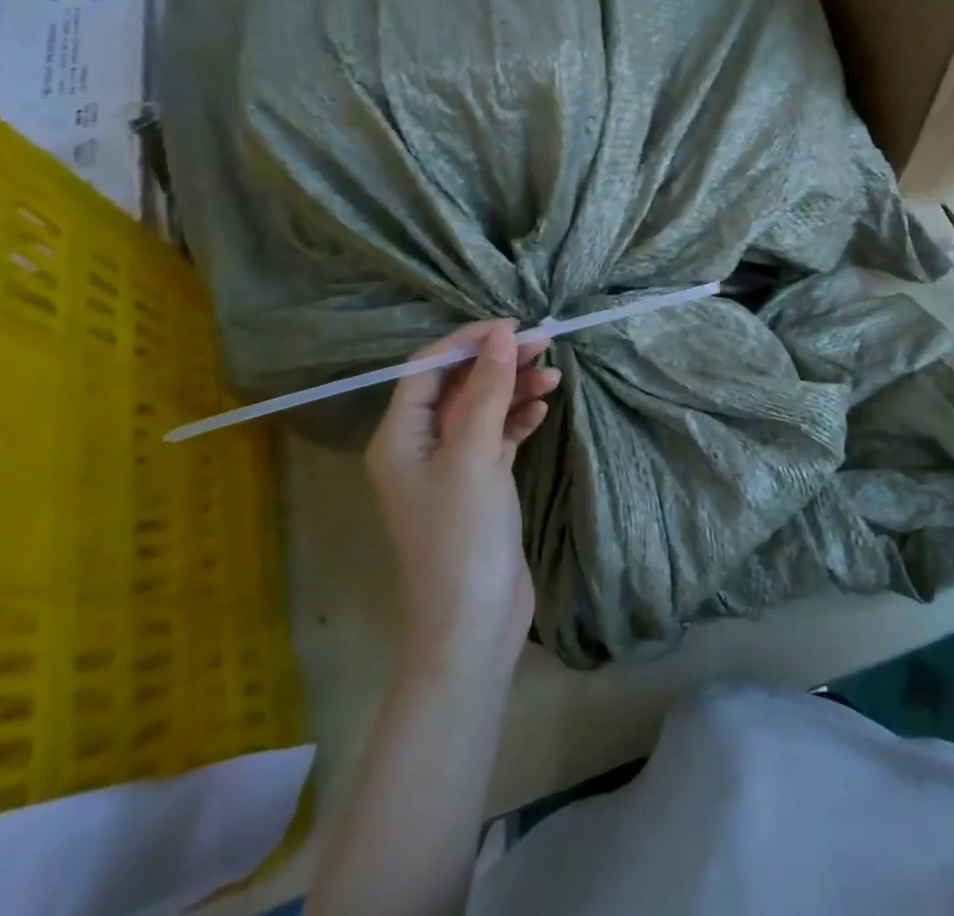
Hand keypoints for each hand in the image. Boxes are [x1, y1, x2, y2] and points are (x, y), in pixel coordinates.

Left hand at [365, 321, 560, 685]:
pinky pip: (497, 437)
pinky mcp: (478, 486)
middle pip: (459, 386)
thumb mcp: (474, 455)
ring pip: (482, 410)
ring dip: (514, 390)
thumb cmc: (462, 536)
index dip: (468, 341)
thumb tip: (502, 336)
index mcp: (400, 436)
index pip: (428, 369)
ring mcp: (450, 467)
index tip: (512, 327)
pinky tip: (542, 410)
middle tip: (545, 344)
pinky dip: (518, 420)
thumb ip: (489, 391)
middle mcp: (420, 446)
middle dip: (498, 363)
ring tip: (553, 376)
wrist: (472, 626)